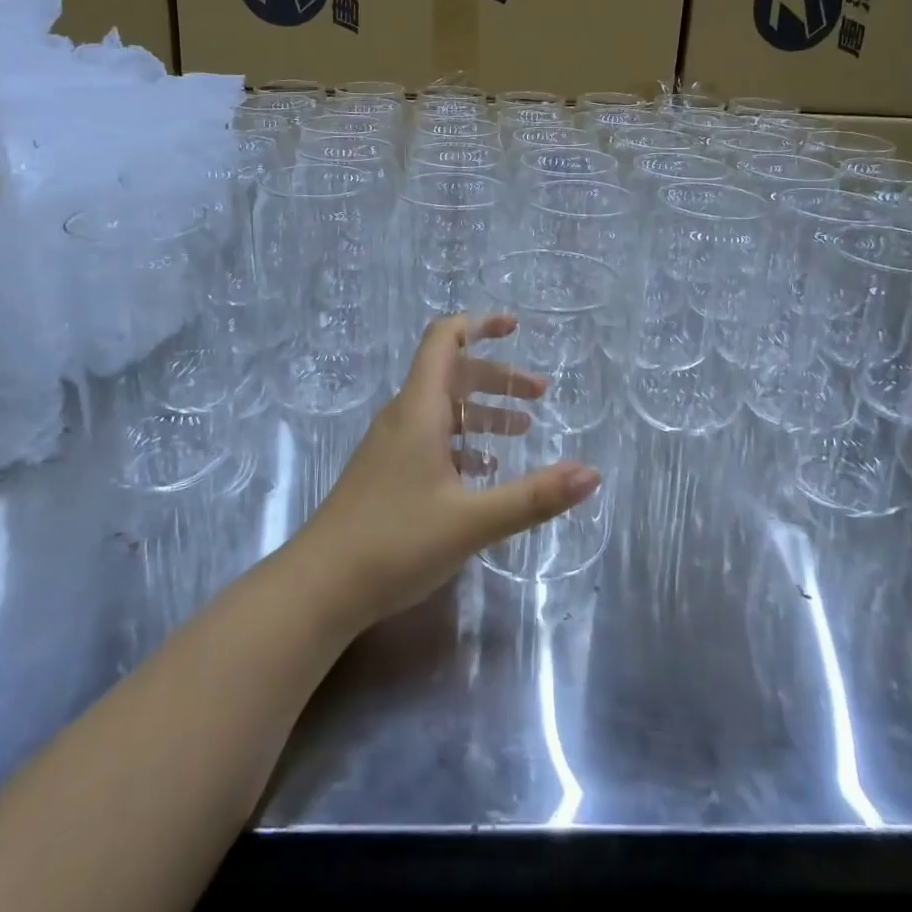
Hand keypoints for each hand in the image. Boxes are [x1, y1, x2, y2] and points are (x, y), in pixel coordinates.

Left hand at [296, 314, 600, 628]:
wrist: (319, 587)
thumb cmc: (395, 542)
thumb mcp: (472, 521)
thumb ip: (534, 497)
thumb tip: (592, 473)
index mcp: (419, 409)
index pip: (444, 340)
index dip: (479, 325)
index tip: (515, 326)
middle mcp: (403, 417)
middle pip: (451, 375)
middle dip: (497, 378)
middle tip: (540, 394)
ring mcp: (390, 446)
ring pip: (442, 410)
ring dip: (482, 412)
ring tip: (521, 431)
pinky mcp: (385, 474)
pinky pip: (430, 439)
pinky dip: (462, 441)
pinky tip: (483, 471)